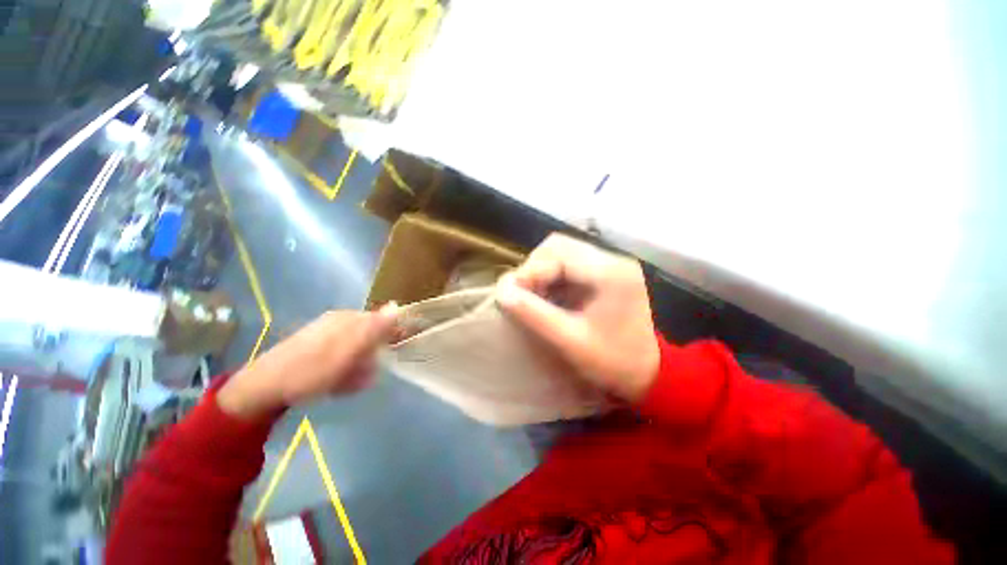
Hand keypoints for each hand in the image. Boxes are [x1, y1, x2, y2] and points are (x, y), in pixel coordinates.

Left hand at [218, 307, 396, 419]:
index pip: (382, 321)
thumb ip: (374, 329)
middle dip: (372, 355)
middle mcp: (339, 321)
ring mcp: (327, 334)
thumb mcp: (348, 350)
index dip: (390, 337)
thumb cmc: (310, 370)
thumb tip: (398, 305)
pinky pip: (343, 357)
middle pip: (371, 336)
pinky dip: (345, 370)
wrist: (263, 388)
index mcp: (348, 318)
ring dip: (358, 366)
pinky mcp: (318, 347)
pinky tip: (337, 382)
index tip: (392, 354)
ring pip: (357, 349)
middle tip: (364, 373)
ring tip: (348, 382)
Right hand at [496, 234, 659, 401]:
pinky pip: (568, 265)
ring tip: (533, 298)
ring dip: (541, 272)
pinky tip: (548, 298)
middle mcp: (611, 259)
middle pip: (558, 246)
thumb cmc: (615, 362)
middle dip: (534, 268)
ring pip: (561, 253)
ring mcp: (610, 264)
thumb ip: (533, 314)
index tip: (511, 296)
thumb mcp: (570, 341)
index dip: (529, 271)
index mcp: (609, 272)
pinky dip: (551, 278)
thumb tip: (501, 290)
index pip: (557, 252)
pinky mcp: (606, 273)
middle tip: (522, 295)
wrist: (652, 373)